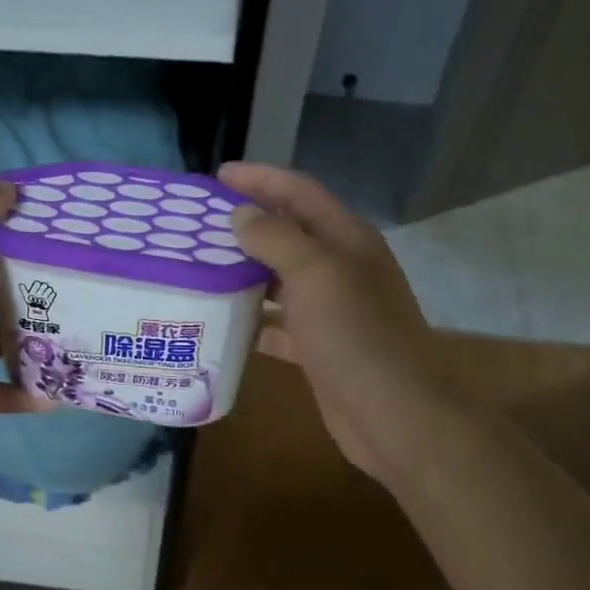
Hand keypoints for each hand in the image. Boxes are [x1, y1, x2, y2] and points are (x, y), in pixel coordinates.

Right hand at [220, 162, 442, 484]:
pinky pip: (277, 326)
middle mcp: (340, 269)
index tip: (216, 177)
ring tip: (198, 271)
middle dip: (245, 227)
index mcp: (346, 240)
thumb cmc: (356, 336)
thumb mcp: (315, 275)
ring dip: (242, 275)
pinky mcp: (318, 349)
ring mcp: (330, 312)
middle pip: (287, 235)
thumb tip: (242, 215)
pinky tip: (219, 324)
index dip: (260, 179)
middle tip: (197, 227)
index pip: (299, 193)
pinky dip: (251, 323)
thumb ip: (276, 239)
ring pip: (279, 282)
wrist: (393, 413)